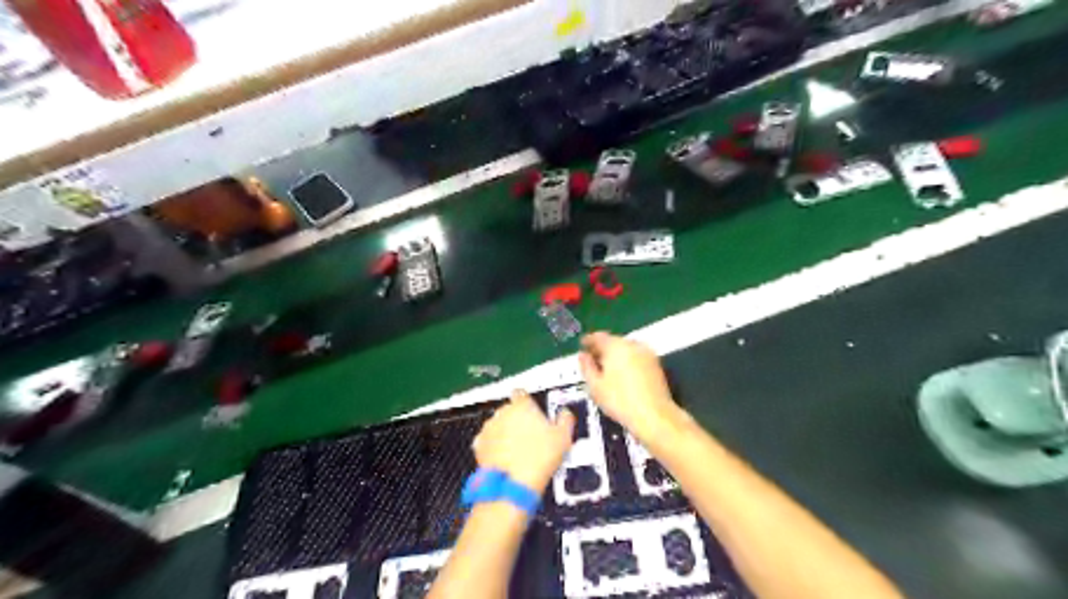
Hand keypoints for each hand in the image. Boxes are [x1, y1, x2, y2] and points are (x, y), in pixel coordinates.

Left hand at [474, 391, 574, 492]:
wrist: (514, 484)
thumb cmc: (539, 458)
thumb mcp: (563, 437)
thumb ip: (565, 419)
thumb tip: (565, 414)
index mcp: (522, 406)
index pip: (521, 393)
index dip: (526, 401)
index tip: (531, 409)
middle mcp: (502, 413)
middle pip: (509, 410)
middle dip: (517, 420)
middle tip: (530, 435)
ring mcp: (488, 429)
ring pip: (497, 425)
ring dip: (504, 433)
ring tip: (518, 450)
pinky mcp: (479, 445)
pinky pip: (487, 441)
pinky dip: (493, 447)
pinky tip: (504, 457)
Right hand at [581, 332, 687, 443]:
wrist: (654, 416)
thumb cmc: (619, 400)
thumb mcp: (595, 386)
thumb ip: (587, 367)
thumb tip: (583, 355)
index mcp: (615, 346)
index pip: (598, 337)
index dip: (588, 341)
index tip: (582, 346)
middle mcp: (632, 344)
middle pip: (613, 341)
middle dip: (602, 348)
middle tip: (592, 359)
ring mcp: (647, 353)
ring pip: (626, 349)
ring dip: (615, 355)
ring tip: (606, 369)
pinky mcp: (656, 364)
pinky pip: (636, 357)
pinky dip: (627, 361)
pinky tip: (622, 374)